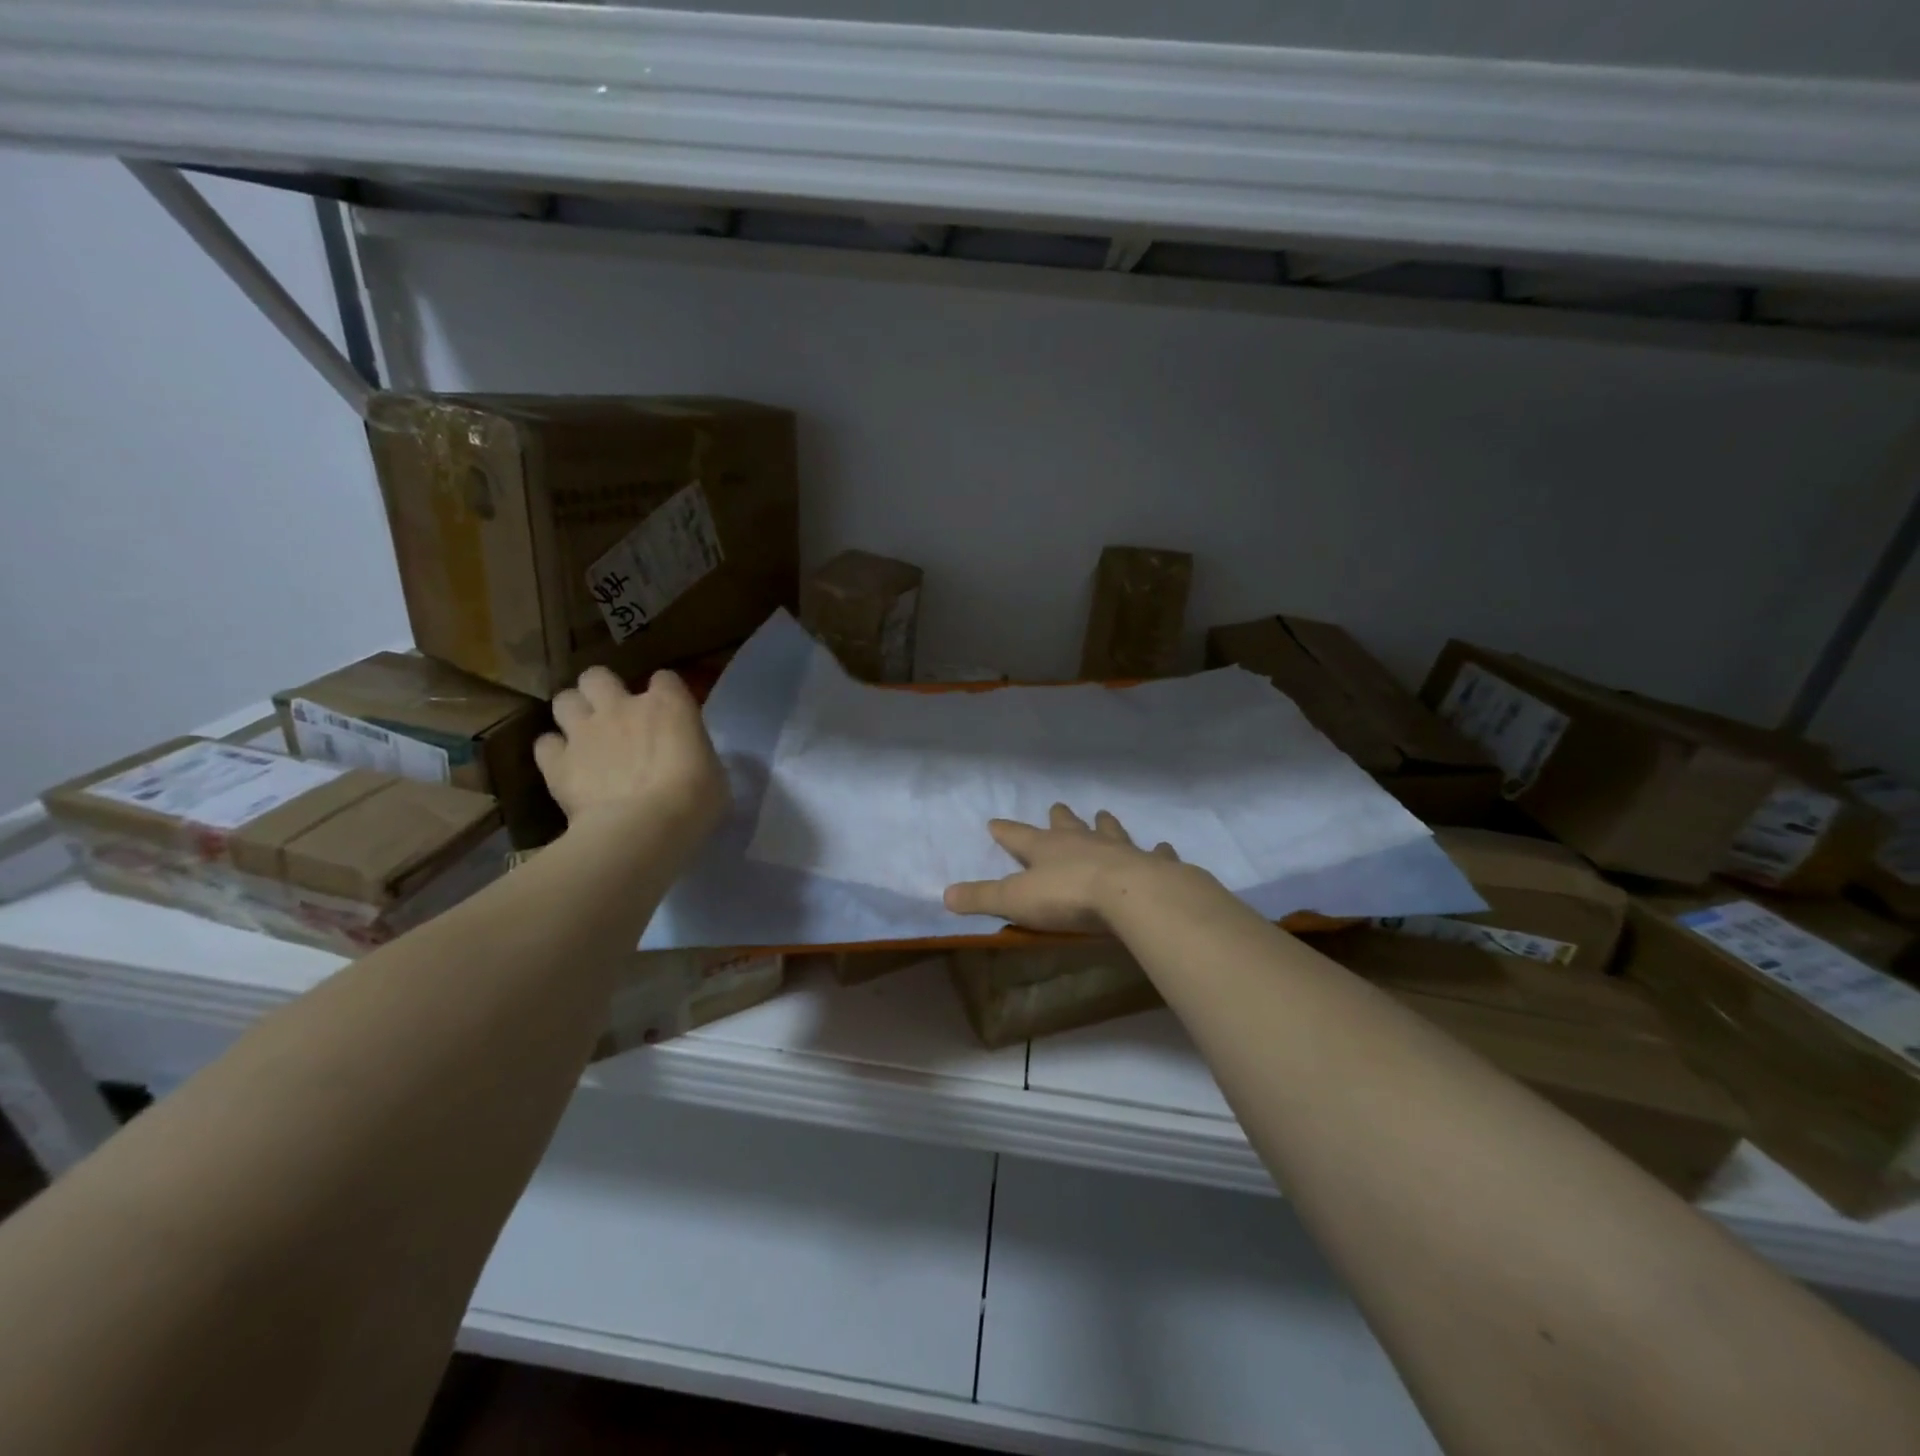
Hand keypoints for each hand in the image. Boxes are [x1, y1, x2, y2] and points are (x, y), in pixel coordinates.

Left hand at [534, 667, 729, 846]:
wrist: (644, 829)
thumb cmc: (695, 801)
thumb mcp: (712, 771)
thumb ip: (693, 753)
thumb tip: (686, 759)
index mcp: (668, 705)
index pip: (665, 679)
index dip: (664, 693)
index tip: (668, 713)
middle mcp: (621, 707)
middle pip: (597, 676)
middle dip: (602, 690)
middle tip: (613, 714)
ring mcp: (584, 732)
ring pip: (564, 700)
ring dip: (574, 714)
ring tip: (584, 736)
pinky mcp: (557, 762)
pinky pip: (545, 744)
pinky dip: (554, 752)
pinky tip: (566, 767)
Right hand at [943, 805, 1184, 933]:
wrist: (1130, 895)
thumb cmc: (1067, 896)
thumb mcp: (1015, 900)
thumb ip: (982, 898)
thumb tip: (945, 895)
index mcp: (1046, 849)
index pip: (1018, 836)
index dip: (1005, 831)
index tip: (994, 822)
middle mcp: (1082, 841)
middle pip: (1067, 825)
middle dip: (1060, 817)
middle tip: (1058, 807)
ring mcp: (1119, 849)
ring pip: (1109, 830)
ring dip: (1105, 825)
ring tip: (1104, 815)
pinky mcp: (1151, 864)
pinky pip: (1155, 853)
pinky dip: (1158, 851)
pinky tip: (1164, 847)